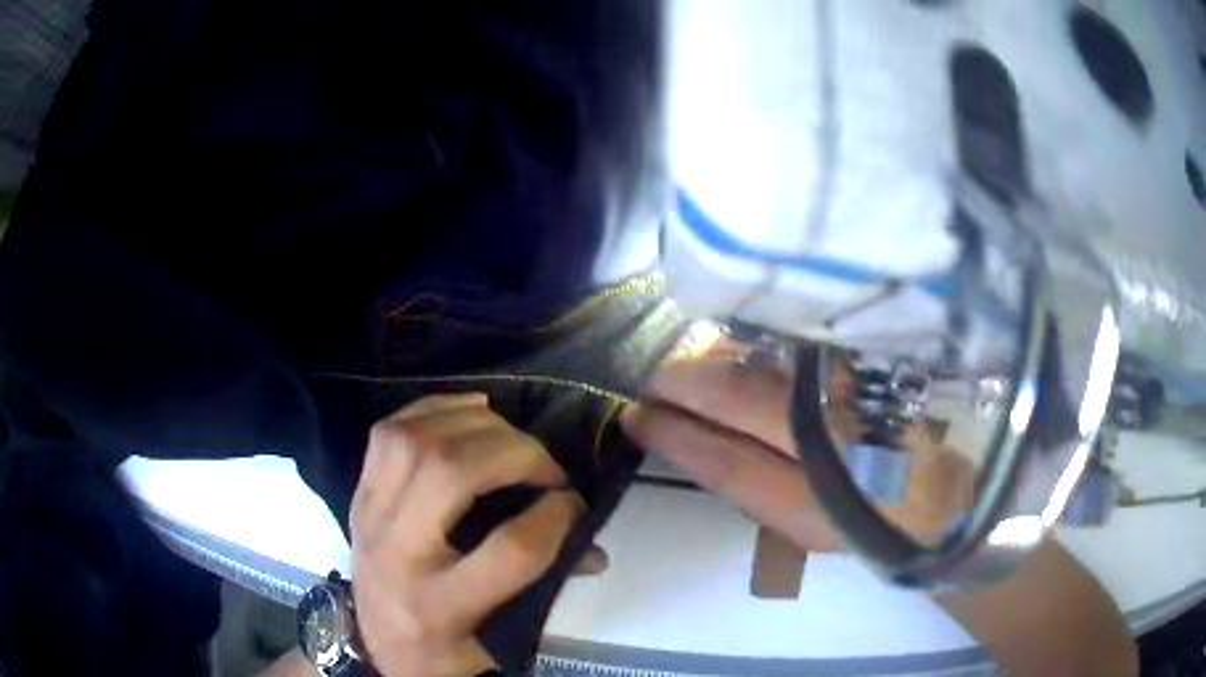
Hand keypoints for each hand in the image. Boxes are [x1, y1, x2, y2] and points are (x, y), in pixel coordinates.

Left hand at [350, 393, 583, 675]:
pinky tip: (469, 412)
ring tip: (511, 437)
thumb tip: (594, 549)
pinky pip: (389, 431)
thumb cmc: (442, 649)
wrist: (372, 642)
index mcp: (440, 607)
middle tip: (547, 467)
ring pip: (415, 442)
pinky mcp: (358, 494)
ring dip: (475, 425)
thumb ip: (547, 593)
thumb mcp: (499, 640)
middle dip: (516, 454)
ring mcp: (369, 516)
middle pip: (451, 475)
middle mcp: (397, 555)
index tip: (575, 504)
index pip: (509, 550)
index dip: (555, 516)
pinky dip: (435, 408)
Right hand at [620, 353, 970, 551]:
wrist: (931, 490)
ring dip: (710, 358)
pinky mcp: (856, 362)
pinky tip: (726, 355)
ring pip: (761, 358)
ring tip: (679, 371)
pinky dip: (746, 349)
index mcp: (814, 480)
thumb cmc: (857, 518)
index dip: (673, 428)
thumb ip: (739, 477)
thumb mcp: (795, 521)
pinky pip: (785, 348)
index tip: (634, 414)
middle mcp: (831, 419)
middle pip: (738, 387)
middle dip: (681, 380)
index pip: (726, 446)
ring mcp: (846, 382)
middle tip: (648, 382)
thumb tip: (680, 433)